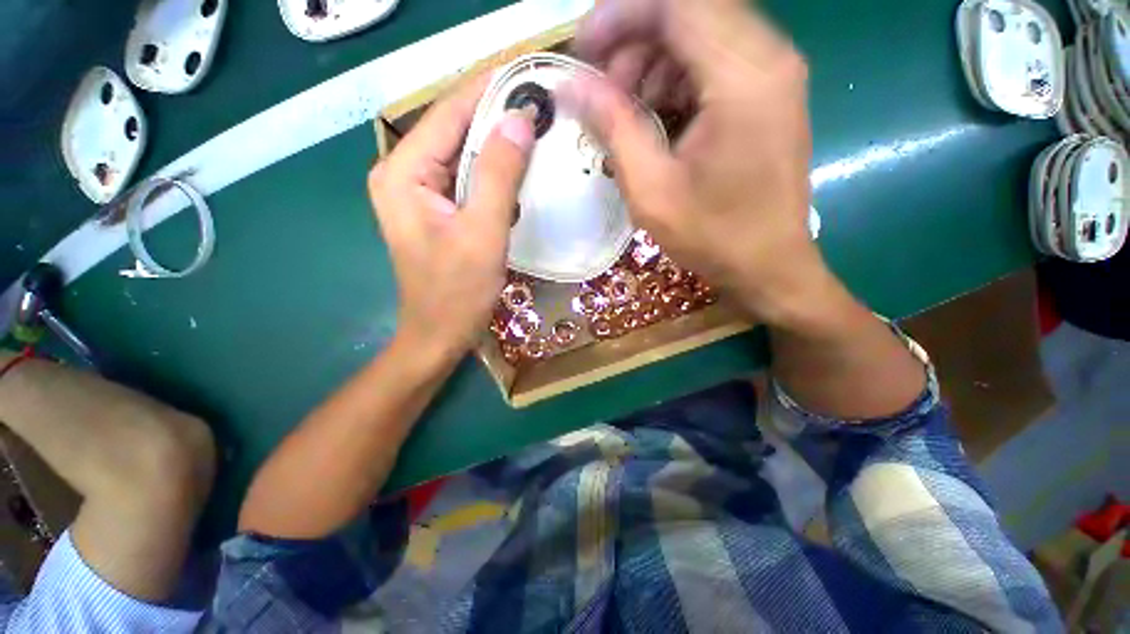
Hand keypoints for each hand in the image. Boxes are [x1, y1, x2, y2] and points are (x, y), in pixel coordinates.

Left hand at [368, 75, 534, 359]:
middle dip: (496, 112)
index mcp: (404, 172)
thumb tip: (519, 119)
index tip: (527, 69)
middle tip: (540, 98)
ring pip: (464, 153)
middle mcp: (405, 173)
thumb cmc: (457, 292)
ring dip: (499, 141)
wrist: (440, 334)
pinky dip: (495, 170)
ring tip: (537, 124)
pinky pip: (468, 178)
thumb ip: (499, 175)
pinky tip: (521, 166)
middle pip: (454, 129)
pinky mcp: (439, 210)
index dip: (487, 88)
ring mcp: (421, 192)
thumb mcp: (482, 233)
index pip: (448, 113)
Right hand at [563, 0, 830, 327]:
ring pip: (702, 33)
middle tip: (604, 92)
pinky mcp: (770, 94)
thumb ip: (612, 127)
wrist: (768, 266)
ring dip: (654, 62)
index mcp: (744, 78)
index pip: (678, 3)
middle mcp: (770, 57)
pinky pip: (715, 61)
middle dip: (635, 40)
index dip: (622, 14)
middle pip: (691, 10)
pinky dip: (677, 79)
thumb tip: (571, 84)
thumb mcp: (651, 190)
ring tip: (628, 112)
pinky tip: (658, 120)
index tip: (583, 49)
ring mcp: (775, 74)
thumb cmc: (712, 236)